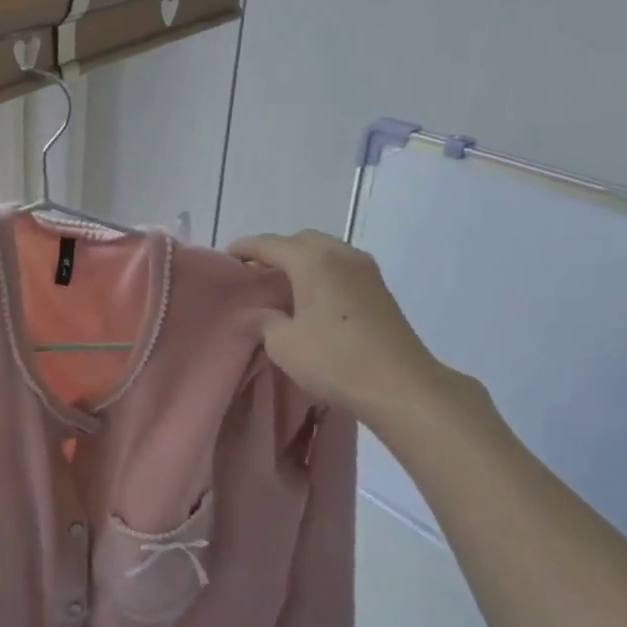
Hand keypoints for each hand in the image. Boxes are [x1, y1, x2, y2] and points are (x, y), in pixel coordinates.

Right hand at [227, 229, 462, 418]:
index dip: (244, 249)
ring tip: (282, 285)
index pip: (269, 244)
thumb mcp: (284, 344)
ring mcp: (365, 269)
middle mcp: (340, 254)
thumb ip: (262, 321)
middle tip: (255, 273)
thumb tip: (251, 314)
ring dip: (301, 261)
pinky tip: (312, 297)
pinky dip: (321, 272)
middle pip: (299, 241)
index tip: (225, 258)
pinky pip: (340, 266)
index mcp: (312, 260)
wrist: (401, 385)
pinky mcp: (379, 287)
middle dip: (275, 252)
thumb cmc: (335, 360)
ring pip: (324, 251)